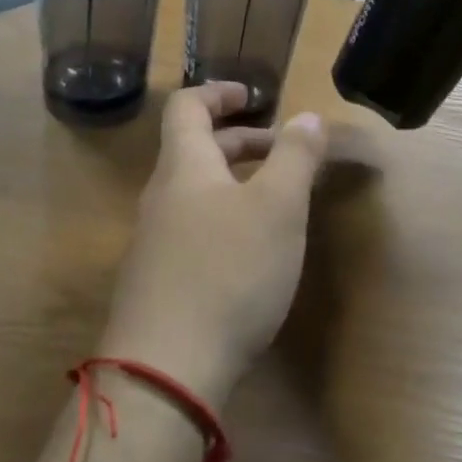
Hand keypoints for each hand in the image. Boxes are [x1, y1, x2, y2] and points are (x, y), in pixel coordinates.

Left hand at [102, 83, 328, 406]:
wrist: (166, 369)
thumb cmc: (228, 272)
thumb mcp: (277, 208)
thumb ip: (294, 157)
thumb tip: (307, 116)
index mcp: (184, 166)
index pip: (187, 107)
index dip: (218, 92)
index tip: (254, 97)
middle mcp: (161, 196)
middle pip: (195, 150)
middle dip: (239, 141)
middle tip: (282, 151)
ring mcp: (154, 241)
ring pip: (196, 193)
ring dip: (235, 183)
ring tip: (276, 200)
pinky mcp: (158, 280)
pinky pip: (193, 229)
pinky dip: (225, 219)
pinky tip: (252, 252)